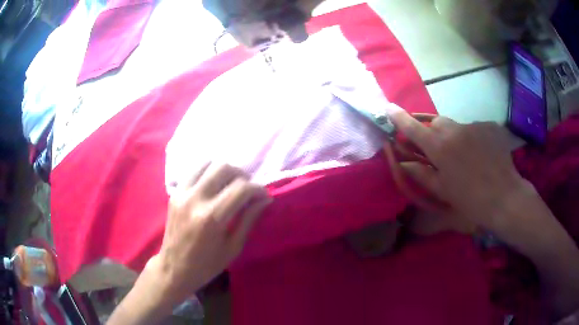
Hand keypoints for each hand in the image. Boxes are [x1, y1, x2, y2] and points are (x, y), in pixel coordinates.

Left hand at [157, 162, 270, 299]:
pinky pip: (194, 171)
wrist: (174, 268)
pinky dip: (208, 172)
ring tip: (231, 185)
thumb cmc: (207, 265)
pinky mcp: (174, 192)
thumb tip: (265, 199)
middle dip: (242, 175)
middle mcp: (195, 199)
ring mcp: (182, 193)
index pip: (241, 188)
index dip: (258, 189)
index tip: (264, 196)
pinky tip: (214, 185)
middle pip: (224, 167)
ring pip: (207, 163)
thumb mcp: (233, 247)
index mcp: (212, 218)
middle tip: (248, 189)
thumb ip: (249, 219)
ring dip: (224, 170)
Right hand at [390, 110, 524, 231]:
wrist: (505, 197)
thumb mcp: (443, 192)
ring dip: (454, 137)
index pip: (413, 128)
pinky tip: (482, 154)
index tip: (389, 108)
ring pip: (456, 126)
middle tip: (439, 151)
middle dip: (432, 132)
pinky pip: (474, 128)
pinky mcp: (488, 126)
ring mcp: (474, 125)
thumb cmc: (471, 201)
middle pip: (436, 122)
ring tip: (466, 157)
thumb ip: (421, 174)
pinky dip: (472, 138)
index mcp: (440, 148)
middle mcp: (455, 130)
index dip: (400, 118)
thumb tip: (404, 163)